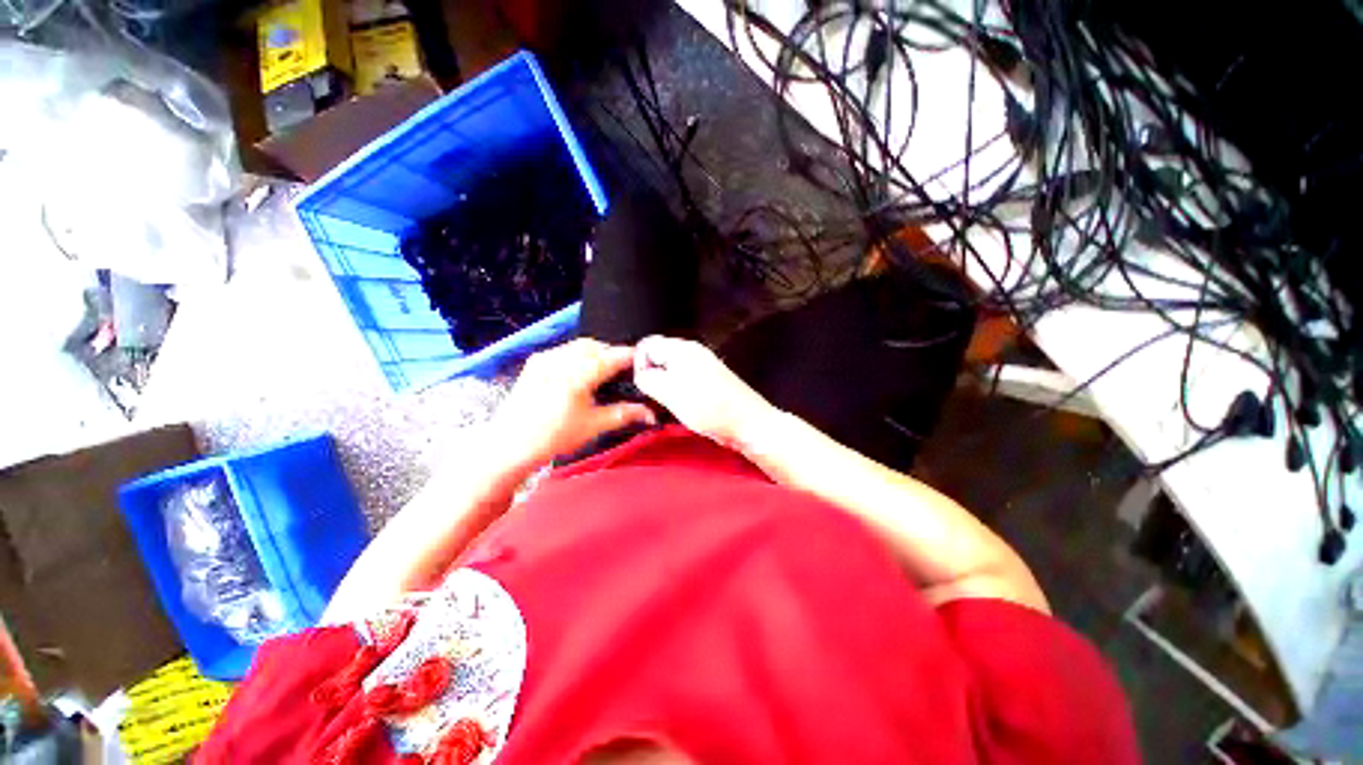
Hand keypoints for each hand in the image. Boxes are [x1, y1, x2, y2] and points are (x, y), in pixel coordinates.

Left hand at [495, 339, 656, 464]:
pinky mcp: (535, 362)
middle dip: (612, 353)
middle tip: (625, 368)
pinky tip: (581, 372)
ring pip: (579, 345)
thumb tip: (650, 414)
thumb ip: (625, 414)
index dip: (631, 356)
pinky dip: (579, 355)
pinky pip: (564, 350)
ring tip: (605, 370)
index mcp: (576, 376)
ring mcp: (545, 359)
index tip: (644, 360)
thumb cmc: (554, 437)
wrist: (510, 445)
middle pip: (595, 346)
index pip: (611, 357)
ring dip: (596, 352)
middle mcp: (559, 360)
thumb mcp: (594, 426)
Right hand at [634, 336, 777, 449]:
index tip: (644, 387)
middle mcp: (693, 352)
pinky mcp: (710, 382)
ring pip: (671, 373)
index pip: (647, 345)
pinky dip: (679, 395)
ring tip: (672, 407)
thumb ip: (648, 379)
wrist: (748, 424)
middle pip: (659, 358)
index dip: (639, 365)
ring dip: (666, 389)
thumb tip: (640, 374)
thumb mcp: (670, 393)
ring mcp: (703, 367)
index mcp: (682, 349)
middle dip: (652, 378)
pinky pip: (684, 383)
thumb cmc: (710, 408)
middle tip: (657, 399)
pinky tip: (685, 409)